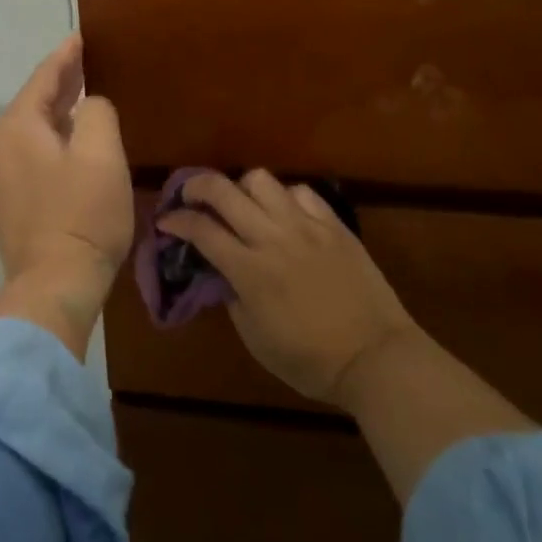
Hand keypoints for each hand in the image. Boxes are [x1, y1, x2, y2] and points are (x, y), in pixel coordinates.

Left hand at [0, 35, 132, 358]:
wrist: (55, 285)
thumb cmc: (82, 214)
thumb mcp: (101, 153)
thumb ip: (96, 112)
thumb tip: (89, 105)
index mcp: (17, 127)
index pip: (43, 79)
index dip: (66, 56)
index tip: (81, 37)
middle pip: (34, 103)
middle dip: (61, 83)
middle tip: (87, 63)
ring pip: (32, 130)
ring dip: (57, 113)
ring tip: (83, 97)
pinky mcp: (8, 201)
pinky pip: (31, 154)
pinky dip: (52, 140)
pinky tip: (72, 142)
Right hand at [157, 170, 419, 407]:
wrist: (376, 358)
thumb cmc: (309, 360)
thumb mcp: (255, 338)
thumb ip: (232, 296)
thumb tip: (221, 270)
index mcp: (249, 271)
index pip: (201, 230)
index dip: (176, 221)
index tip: (165, 222)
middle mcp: (273, 238)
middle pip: (223, 190)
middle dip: (196, 187)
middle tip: (189, 197)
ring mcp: (306, 226)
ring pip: (261, 180)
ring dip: (241, 188)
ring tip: (241, 205)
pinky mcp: (334, 225)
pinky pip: (301, 192)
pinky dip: (284, 197)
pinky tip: (284, 214)